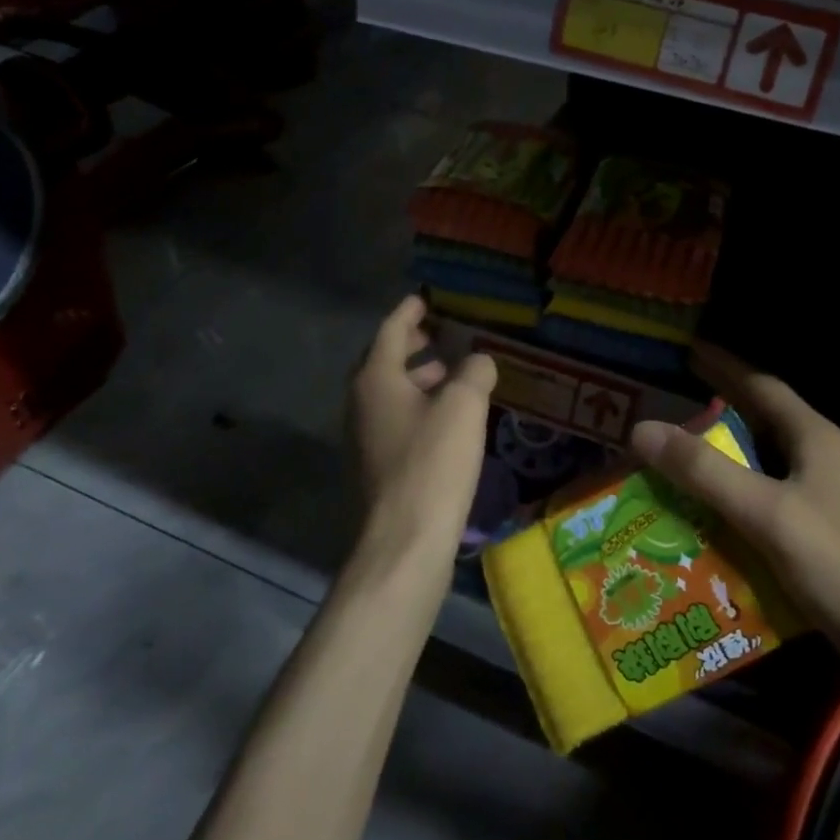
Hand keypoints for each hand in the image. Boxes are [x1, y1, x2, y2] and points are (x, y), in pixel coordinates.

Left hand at [347, 296, 497, 555]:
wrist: (404, 541)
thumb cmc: (433, 462)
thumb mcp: (464, 406)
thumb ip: (474, 371)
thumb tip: (479, 361)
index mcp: (375, 378)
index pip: (391, 329)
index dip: (411, 311)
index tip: (426, 297)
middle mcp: (360, 401)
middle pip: (384, 359)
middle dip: (413, 344)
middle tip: (442, 334)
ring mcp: (364, 436)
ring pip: (390, 391)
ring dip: (418, 377)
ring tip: (452, 375)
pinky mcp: (375, 464)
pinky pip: (395, 418)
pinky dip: (418, 405)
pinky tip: (447, 418)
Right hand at [628, 343, 839, 659]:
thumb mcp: (767, 512)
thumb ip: (705, 471)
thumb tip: (642, 429)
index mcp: (812, 438)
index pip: (761, 385)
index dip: (724, 366)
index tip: (688, 352)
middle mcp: (817, 461)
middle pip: (759, 424)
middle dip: (715, 414)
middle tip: (667, 411)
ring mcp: (819, 501)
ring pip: (758, 468)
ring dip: (719, 463)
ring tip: (672, 463)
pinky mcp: (816, 539)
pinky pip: (761, 507)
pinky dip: (729, 504)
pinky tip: (700, 519)